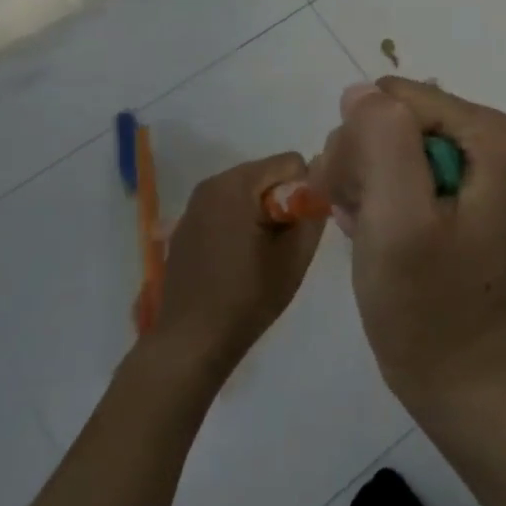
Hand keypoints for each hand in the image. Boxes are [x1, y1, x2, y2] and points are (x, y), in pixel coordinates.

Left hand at [151, 153, 324, 380]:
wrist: (190, 343)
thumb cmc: (247, 297)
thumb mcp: (295, 256)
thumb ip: (313, 213)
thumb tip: (319, 189)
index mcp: (236, 185)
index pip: (291, 162)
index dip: (304, 192)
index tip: (298, 229)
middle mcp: (211, 184)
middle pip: (267, 174)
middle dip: (282, 201)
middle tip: (282, 244)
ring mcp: (194, 204)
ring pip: (248, 191)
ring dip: (262, 213)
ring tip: (261, 254)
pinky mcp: (186, 225)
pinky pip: (227, 207)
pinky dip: (241, 222)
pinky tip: (237, 260)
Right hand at [320, 79, 505, 410]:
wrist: (455, 373)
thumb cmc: (427, 303)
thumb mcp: (399, 218)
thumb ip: (383, 141)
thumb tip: (360, 91)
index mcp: (487, 132)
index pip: (393, 100)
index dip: (365, 147)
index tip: (362, 202)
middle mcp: (481, 136)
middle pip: (389, 116)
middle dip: (361, 165)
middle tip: (366, 221)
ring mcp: (464, 162)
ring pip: (380, 141)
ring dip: (359, 185)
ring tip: (369, 233)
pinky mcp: (444, 188)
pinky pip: (387, 167)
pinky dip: (370, 201)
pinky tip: (372, 234)